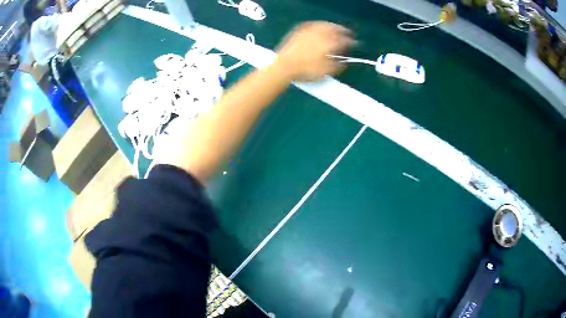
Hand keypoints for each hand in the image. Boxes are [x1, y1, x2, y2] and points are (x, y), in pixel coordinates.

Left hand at [274, 21, 354, 80]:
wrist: (285, 66)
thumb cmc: (306, 71)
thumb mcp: (326, 72)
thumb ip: (338, 66)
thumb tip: (344, 62)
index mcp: (330, 44)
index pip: (344, 41)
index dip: (351, 42)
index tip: (355, 43)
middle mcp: (321, 34)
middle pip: (336, 30)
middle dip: (343, 31)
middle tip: (348, 33)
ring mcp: (310, 31)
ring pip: (325, 25)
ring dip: (333, 26)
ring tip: (337, 28)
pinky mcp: (300, 30)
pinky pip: (313, 24)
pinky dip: (320, 24)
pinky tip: (320, 26)